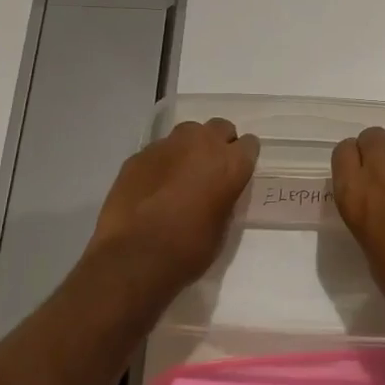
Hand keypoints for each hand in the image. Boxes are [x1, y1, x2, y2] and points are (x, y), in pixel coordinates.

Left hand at [87, 118, 258, 294]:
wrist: (135, 257)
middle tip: (211, 169)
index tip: (236, 173)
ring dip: (189, 148)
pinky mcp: (139, 155)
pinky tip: (153, 186)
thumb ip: (224, 198)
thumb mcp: (222, 227)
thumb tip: (217, 192)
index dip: (243, 159)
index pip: (249, 144)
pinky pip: (158, 150)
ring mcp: (167, 146)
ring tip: (181, 174)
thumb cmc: (189, 250)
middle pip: (220, 127)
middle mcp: (202, 144)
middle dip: (219, 143)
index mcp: (230, 164)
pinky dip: (161, 163)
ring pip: (187, 132)